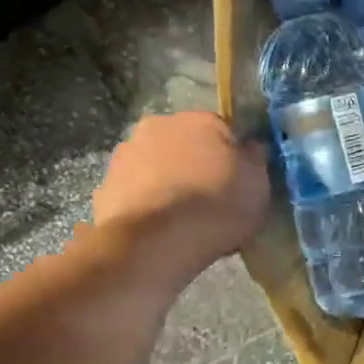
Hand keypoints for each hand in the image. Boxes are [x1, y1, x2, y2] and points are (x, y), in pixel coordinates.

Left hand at [91, 112, 269, 281]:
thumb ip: (255, 159)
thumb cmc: (215, 206)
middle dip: (195, 165)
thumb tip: (250, 147)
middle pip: (185, 144)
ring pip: (157, 166)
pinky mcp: (104, 187)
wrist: (154, 243)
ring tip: (182, 219)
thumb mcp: (258, 184)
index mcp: (200, 119)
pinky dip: (146, 205)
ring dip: (168, 183)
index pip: (223, 130)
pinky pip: (135, 193)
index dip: (232, 157)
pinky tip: (158, 231)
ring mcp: (126, 155)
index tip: (237, 182)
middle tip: (209, 199)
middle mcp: (159, 126)